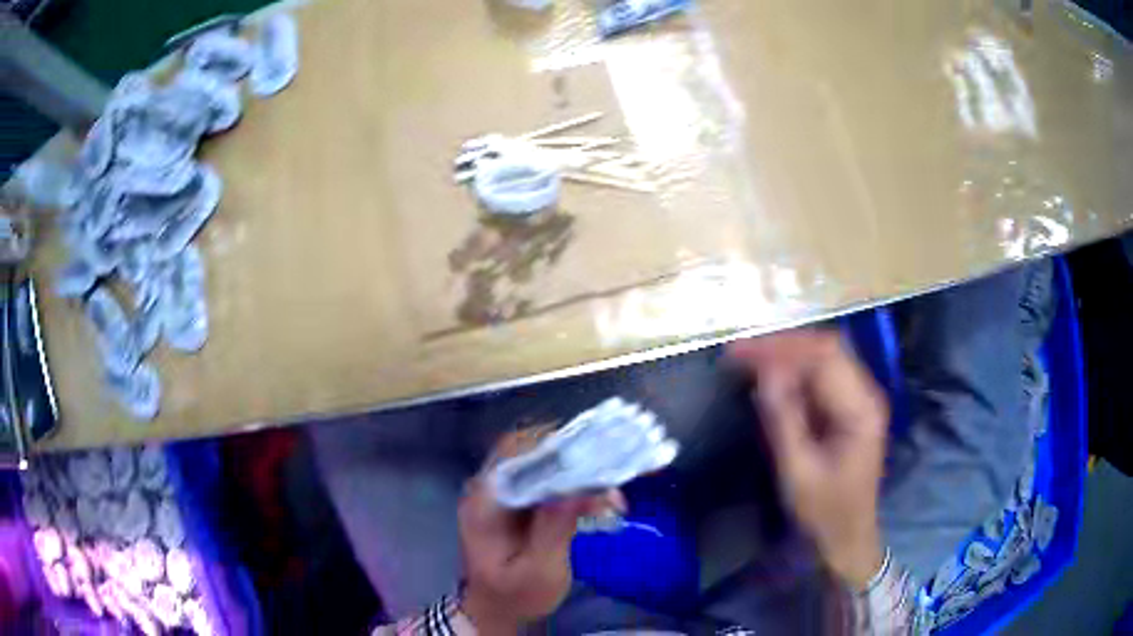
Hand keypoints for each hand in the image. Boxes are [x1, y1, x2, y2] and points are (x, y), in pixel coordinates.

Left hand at [459, 427, 623, 633]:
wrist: (495, 609)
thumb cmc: (516, 595)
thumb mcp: (539, 571)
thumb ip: (555, 529)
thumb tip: (580, 488)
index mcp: (484, 503)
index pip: (515, 454)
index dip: (555, 449)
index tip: (595, 458)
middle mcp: (487, 488)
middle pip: (527, 449)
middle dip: (572, 456)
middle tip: (609, 475)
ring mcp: (499, 492)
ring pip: (537, 459)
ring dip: (575, 467)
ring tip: (608, 492)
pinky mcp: (513, 499)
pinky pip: (542, 475)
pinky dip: (570, 480)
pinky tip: (594, 498)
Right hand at [728, 329, 888, 589]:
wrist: (847, 538)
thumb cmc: (824, 512)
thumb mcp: (798, 471)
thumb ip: (783, 419)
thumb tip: (764, 372)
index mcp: (861, 409)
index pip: (823, 357)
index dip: (781, 348)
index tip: (740, 353)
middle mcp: (865, 394)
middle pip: (826, 349)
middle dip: (782, 346)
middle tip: (740, 354)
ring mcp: (858, 400)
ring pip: (822, 359)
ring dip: (786, 356)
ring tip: (748, 361)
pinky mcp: (847, 409)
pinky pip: (820, 378)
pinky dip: (793, 373)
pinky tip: (769, 379)